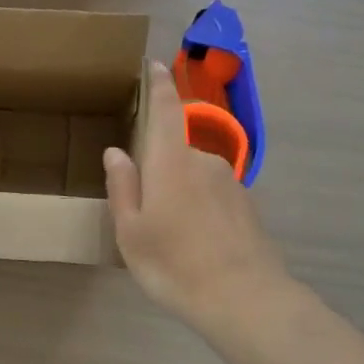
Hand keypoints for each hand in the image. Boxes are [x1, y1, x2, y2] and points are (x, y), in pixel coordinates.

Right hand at [106, 62, 288, 325]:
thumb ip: (123, 187)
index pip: (166, 109)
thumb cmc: (174, 263)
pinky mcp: (247, 206)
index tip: (154, 64)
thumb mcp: (131, 231)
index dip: (159, 84)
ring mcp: (230, 183)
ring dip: (181, 195)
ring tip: (171, 239)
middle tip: (146, 214)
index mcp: (171, 161)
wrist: (245, 299)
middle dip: (160, 171)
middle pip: (176, 152)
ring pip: (195, 178)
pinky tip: (196, 247)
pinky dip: (201, 211)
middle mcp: (203, 161)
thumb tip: (116, 152)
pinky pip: (214, 197)